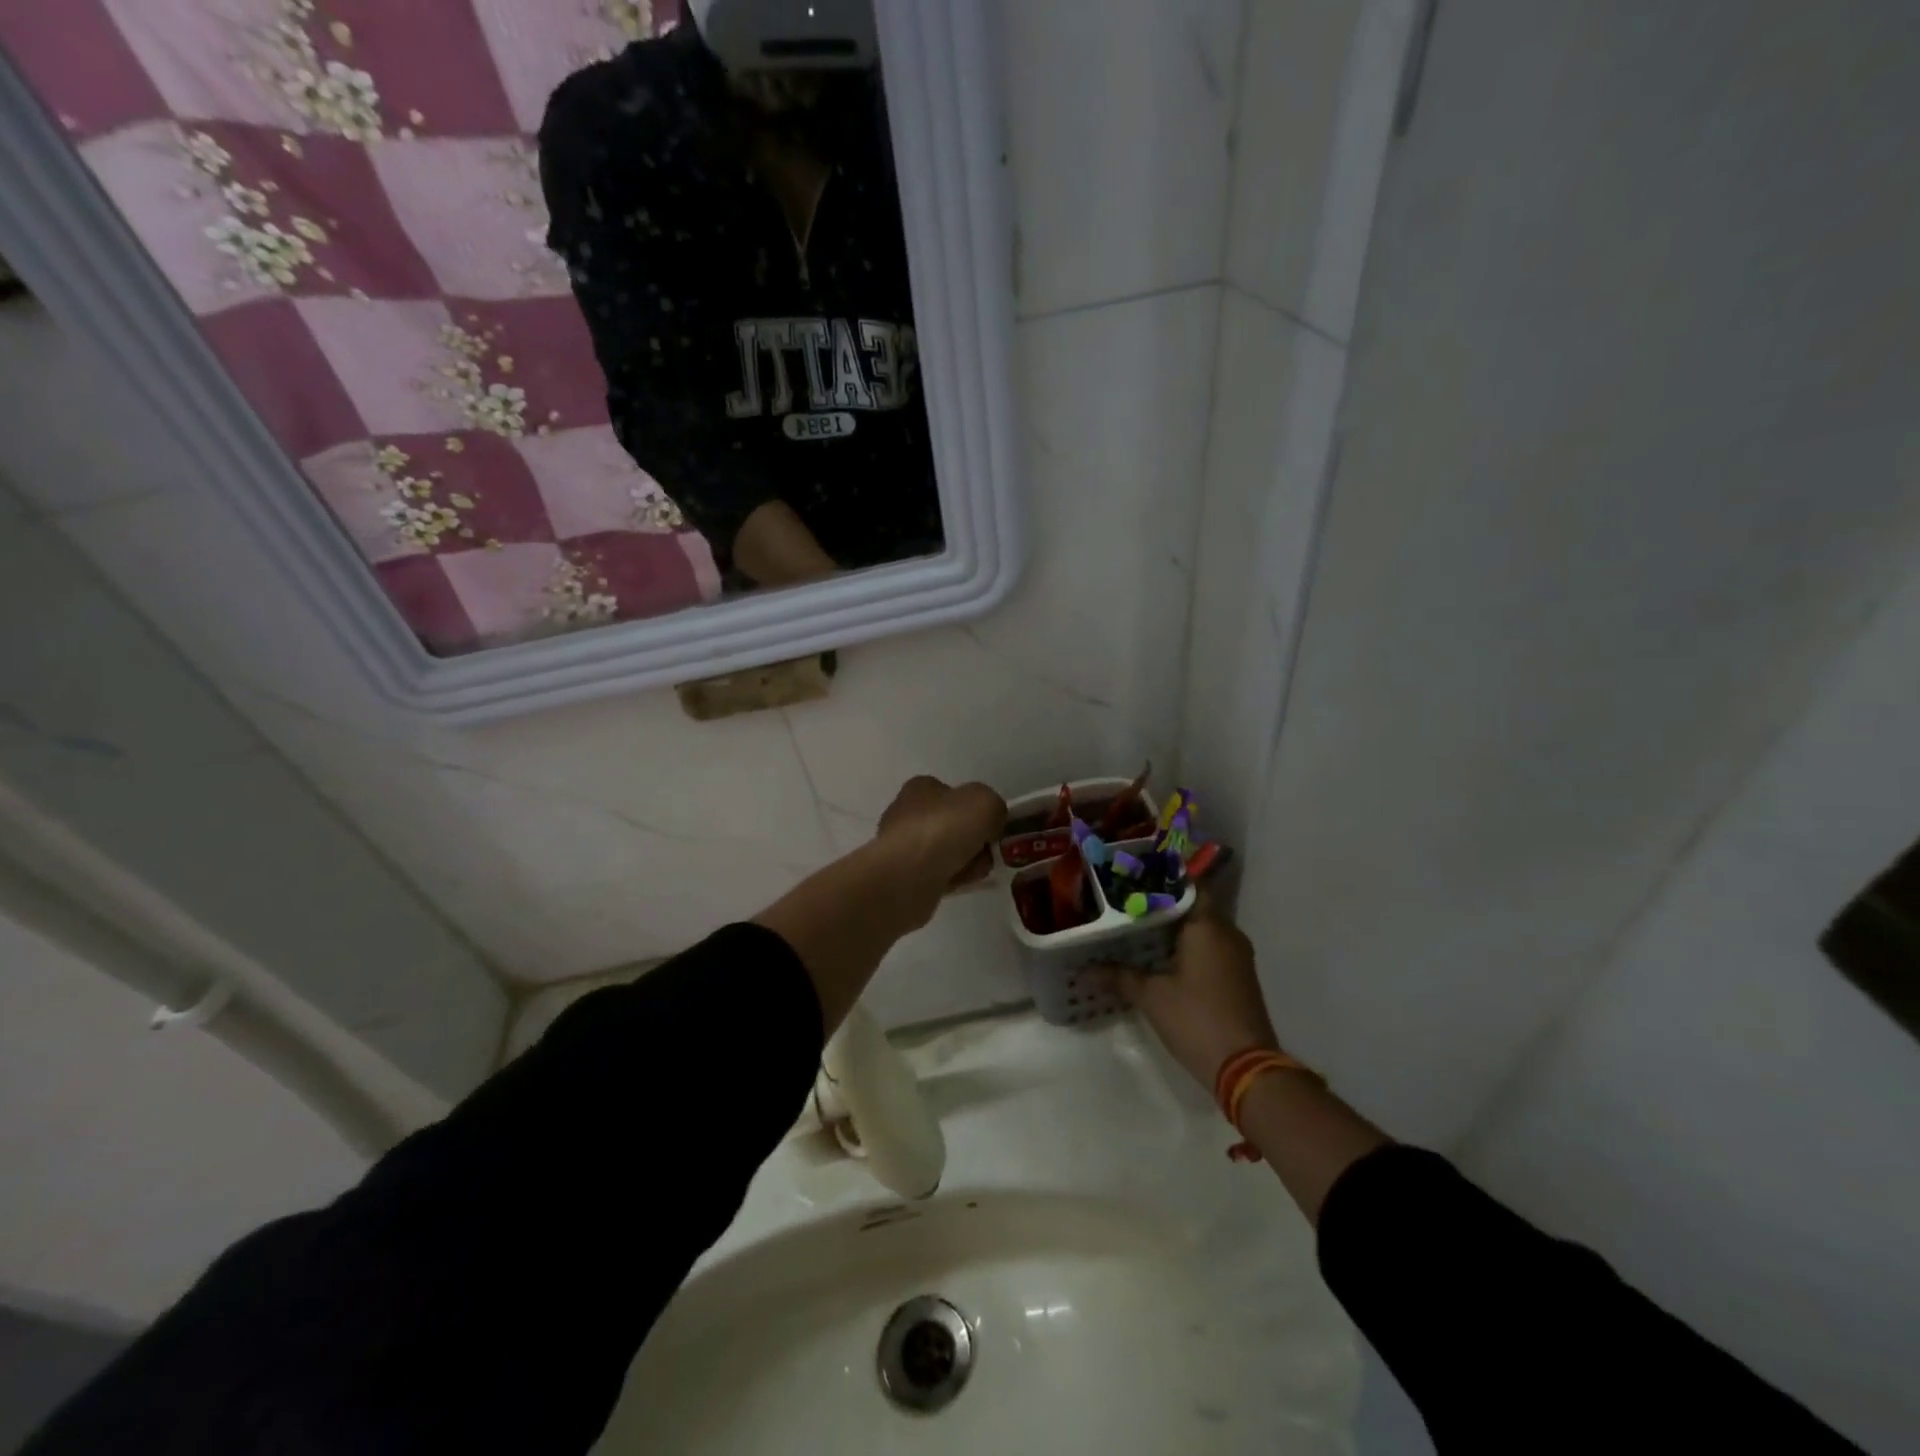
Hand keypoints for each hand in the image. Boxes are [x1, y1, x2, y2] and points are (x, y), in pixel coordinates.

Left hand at [875, 776, 1006, 904]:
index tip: (990, 826)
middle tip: (986, 852)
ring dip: (965, 862)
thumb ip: (994, 806)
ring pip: (945, 852)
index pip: (952, 794)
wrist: (908, 875)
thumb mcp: (986, 802)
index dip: (975, 809)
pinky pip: (936, 875)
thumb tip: (991, 822)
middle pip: (951, 825)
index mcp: (920, 788)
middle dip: (973, 840)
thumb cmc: (945, 828)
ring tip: (973, 871)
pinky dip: (950, 880)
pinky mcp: (900, 875)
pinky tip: (958, 884)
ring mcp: (900, 846)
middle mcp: (905, 813)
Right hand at [1102, 891, 1278, 1090]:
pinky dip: (1186, 947)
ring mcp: (1236, 956)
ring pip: (1201, 929)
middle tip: (1125, 903)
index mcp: (1208, 926)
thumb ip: (1118, 976)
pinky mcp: (1237, 977)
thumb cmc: (1196, 1019)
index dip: (1161, 880)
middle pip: (1193, 906)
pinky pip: (1209, 948)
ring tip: (1136, 927)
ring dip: (1174, 928)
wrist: (1245, 1068)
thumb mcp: (1151, 996)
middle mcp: (1227, 933)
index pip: (1188, 886)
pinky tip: (1159, 956)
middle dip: (1162, 905)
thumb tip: (1083, 972)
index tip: (1133, 878)